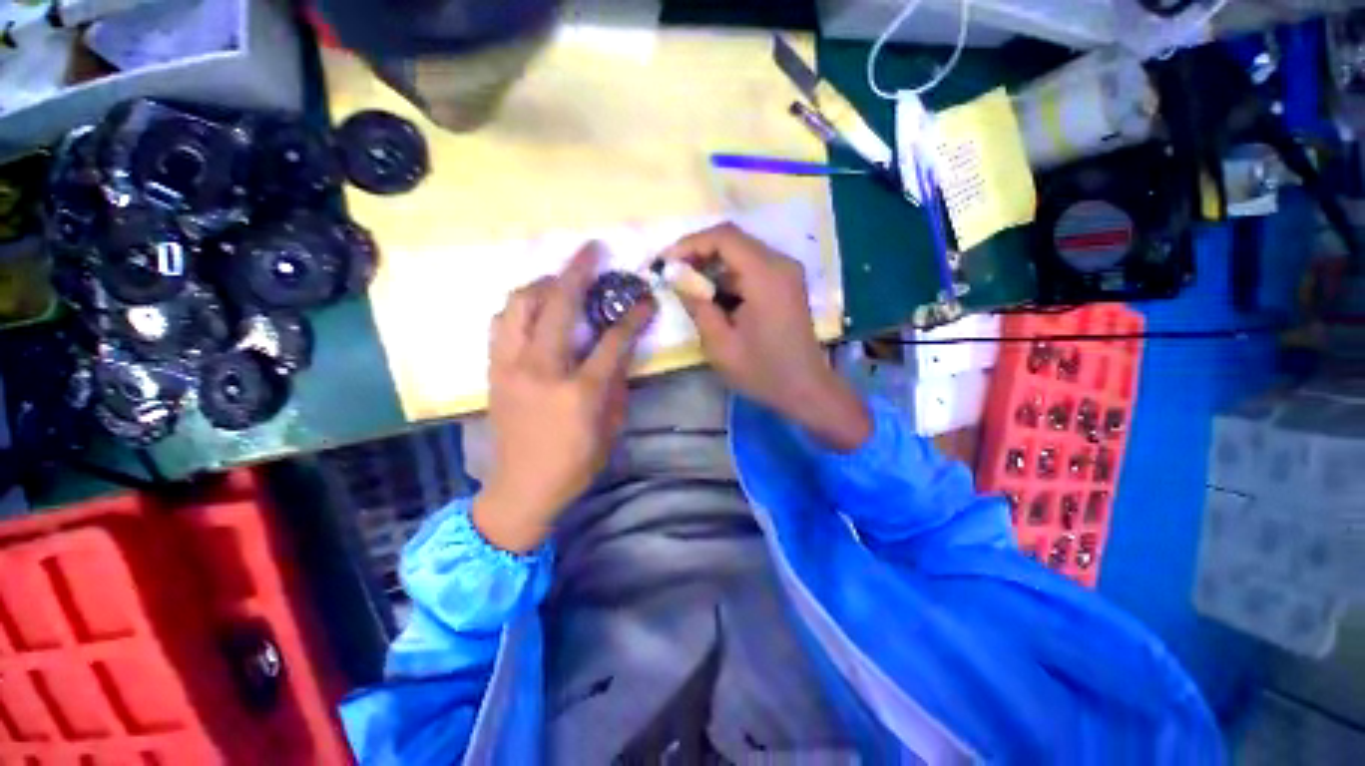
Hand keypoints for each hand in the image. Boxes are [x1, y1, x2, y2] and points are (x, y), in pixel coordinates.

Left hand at [473, 244, 655, 552]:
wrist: (520, 488)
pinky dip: (519, 307)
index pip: (612, 342)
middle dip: (577, 272)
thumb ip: (617, 384)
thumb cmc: (575, 462)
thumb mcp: (610, 427)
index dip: (632, 316)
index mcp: (579, 392)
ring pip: (518, 305)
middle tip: (591, 250)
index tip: (645, 298)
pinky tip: (534, 309)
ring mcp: (510, 367)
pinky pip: (501, 324)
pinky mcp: (493, 371)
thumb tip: (621, 350)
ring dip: (542, 284)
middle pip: (557, 306)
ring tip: (560, 280)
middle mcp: (541, 370)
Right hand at [665, 224, 870, 452]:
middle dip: (698, 253)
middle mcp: (781, 264)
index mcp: (766, 275)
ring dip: (713, 266)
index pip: (724, 237)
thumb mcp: (720, 344)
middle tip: (672, 274)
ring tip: (688, 286)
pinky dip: (729, 277)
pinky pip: (752, 268)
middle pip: (733, 240)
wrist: (806, 389)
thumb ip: (697, 305)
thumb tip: (677, 278)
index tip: (665, 262)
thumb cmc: (762, 371)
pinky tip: (713, 296)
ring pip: (741, 253)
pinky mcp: (786, 284)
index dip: (689, 244)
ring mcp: (787, 273)